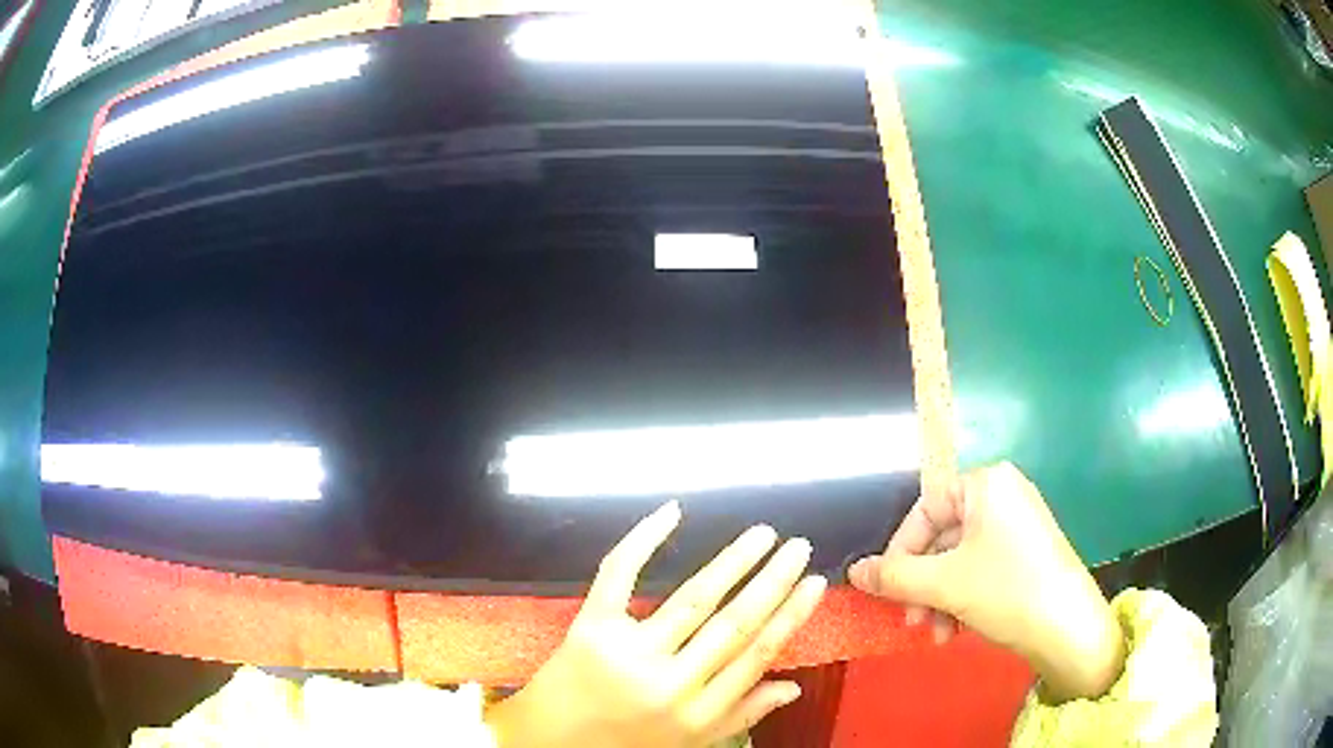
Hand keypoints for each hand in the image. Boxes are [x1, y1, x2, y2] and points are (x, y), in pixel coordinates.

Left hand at [488, 502, 826, 746]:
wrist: (552, 741)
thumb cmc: (628, 741)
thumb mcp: (692, 740)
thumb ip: (742, 713)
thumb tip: (794, 686)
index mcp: (699, 711)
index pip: (756, 655)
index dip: (790, 616)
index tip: (816, 582)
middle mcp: (670, 683)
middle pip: (733, 624)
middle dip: (772, 581)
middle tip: (798, 546)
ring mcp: (627, 652)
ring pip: (692, 599)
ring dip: (732, 562)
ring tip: (762, 534)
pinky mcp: (589, 627)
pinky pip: (618, 576)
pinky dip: (643, 540)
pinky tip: (672, 513)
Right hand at [847, 463, 1124, 701]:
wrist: (1069, 627)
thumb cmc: (1006, 591)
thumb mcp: (944, 584)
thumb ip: (894, 576)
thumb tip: (854, 571)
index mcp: (986, 483)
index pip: (924, 509)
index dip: (900, 552)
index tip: (886, 589)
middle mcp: (1003, 494)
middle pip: (941, 538)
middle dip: (922, 584)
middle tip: (911, 620)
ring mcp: (1018, 523)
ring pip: (959, 558)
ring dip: (939, 597)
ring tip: (936, 634)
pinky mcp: (1026, 551)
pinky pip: (980, 567)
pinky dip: (962, 597)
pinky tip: (957, 629)